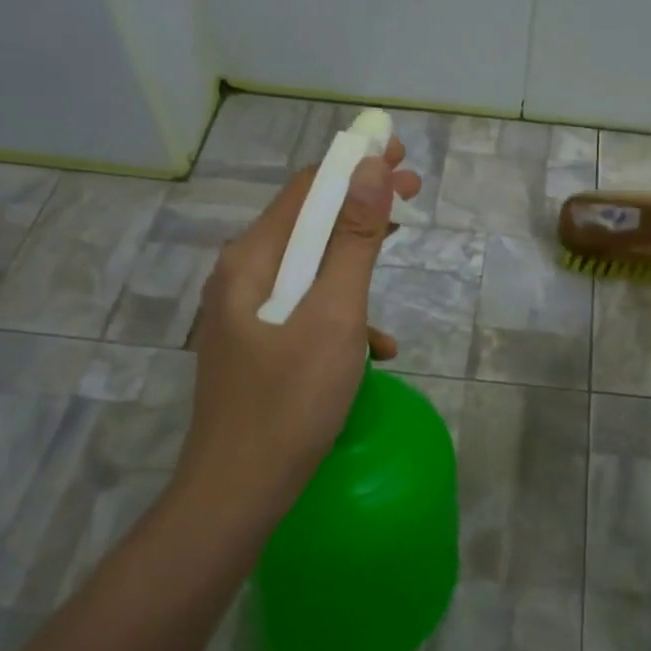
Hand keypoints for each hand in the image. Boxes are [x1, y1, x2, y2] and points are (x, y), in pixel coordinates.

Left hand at [179, 140, 421, 520]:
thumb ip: (354, 241)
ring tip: (398, 256)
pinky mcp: (258, 344)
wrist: (237, 493)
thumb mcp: (335, 315)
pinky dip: (341, 310)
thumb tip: (371, 168)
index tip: (401, 157)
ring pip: (310, 265)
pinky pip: (305, 308)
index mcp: (253, 259)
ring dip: (356, 256)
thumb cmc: (291, 402)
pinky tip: (375, 347)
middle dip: (361, 205)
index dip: (355, 164)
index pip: (307, 188)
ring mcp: (247, 312)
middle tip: (413, 194)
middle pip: (308, 221)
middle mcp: (242, 275)